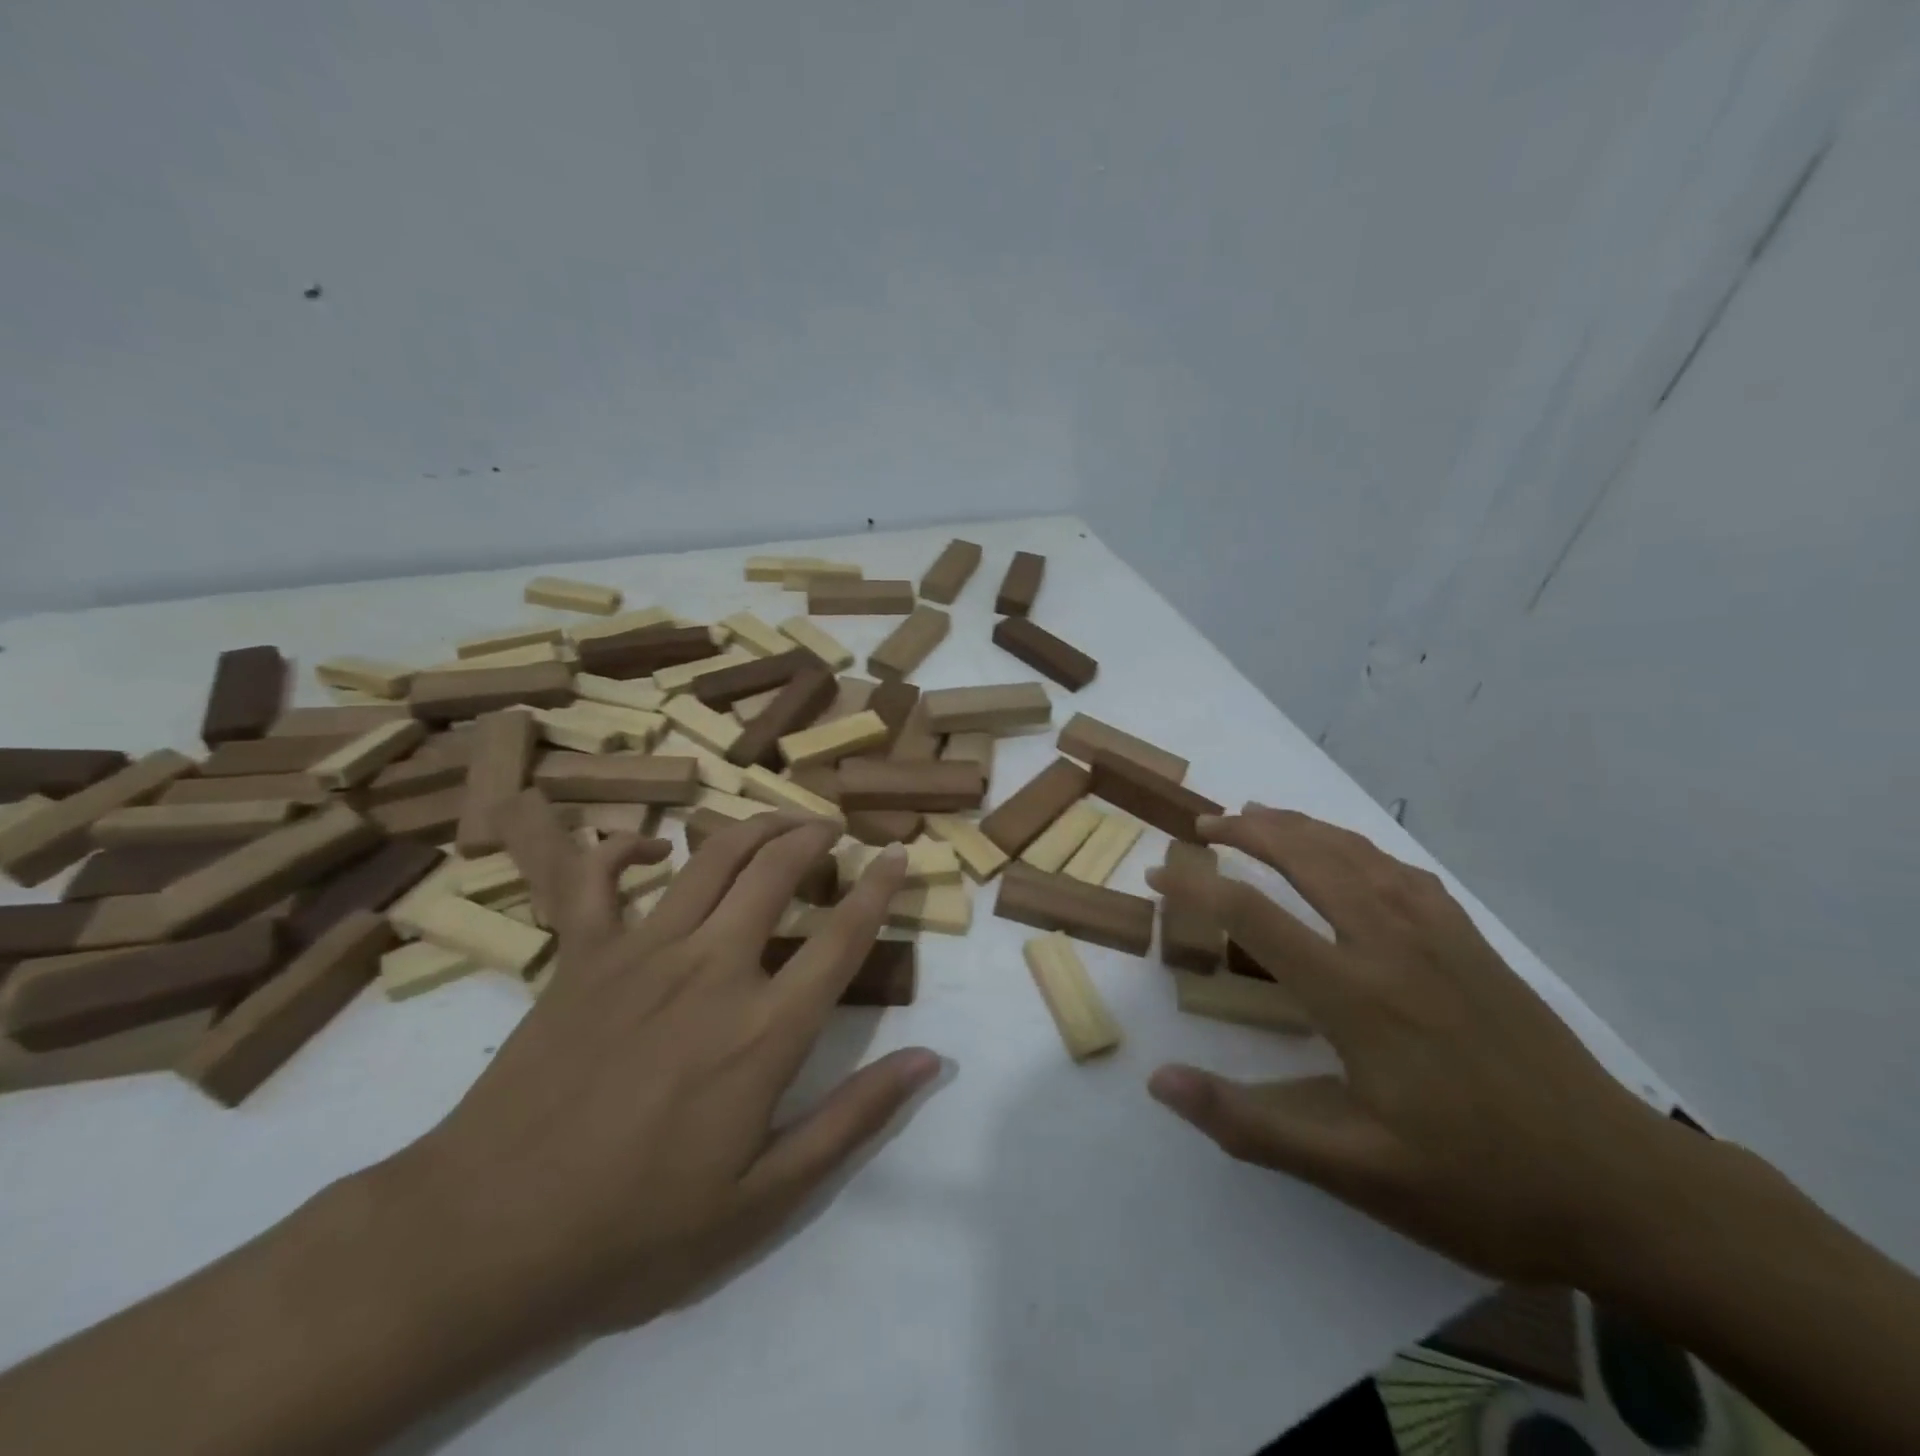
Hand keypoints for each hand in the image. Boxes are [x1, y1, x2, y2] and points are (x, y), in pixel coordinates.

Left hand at [388, 792, 940, 1338]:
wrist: (486, 1237)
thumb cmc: (637, 1228)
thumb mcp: (764, 1197)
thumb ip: (853, 1119)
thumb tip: (930, 1061)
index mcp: (764, 1030)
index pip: (842, 937)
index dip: (878, 888)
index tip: (898, 856)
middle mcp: (712, 969)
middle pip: (777, 871)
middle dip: (815, 837)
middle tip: (833, 829)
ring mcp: (642, 953)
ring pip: (710, 858)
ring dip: (753, 826)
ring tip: (779, 820)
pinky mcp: (581, 955)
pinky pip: (598, 878)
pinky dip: (624, 848)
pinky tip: (650, 845)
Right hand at [1148, 805, 1685, 1284]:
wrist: (1625, 1190)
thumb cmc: (1480, 1183)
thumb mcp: (1356, 1172)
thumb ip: (1250, 1124)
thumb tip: (1159, 1081)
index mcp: (1355, 994)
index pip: (1253, 914)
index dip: (1195, 886)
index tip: (1157, 873)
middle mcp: (1391, 945)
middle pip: (1307, 858)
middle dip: (1248, 830)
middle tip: (1205, 825)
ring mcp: (1439, 937)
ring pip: (1356, 854)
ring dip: (1301, 826)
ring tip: (1261, 814)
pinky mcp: (1474, 945)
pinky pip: (1404, 873)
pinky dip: (1360, 847)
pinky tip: (1351, 855)